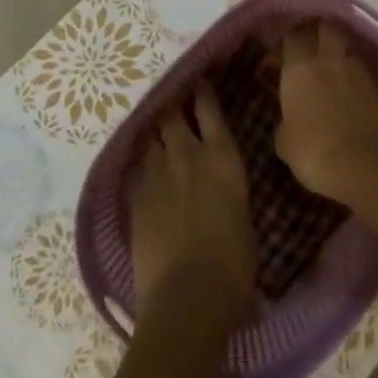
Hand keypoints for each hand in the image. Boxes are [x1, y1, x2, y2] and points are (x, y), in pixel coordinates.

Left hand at [128, 85, 255, 321]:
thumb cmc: (234, 260)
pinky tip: (145, 174)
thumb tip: (220, 188)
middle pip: (171, 115)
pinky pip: (138, 170)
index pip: (208, 108)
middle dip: (171, 109)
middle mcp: (187, 154)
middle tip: (173, 108)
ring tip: (157, 138)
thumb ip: (226, 188)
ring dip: (156, 137)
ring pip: (151, 140)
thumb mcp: (241, 213)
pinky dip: (143, 167)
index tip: (198, 83)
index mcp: (222, 155)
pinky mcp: (135, 198)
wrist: (189, 294)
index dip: (202, 92)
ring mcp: (157, 174)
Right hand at [275, 21, 377, 202]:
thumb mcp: (285, 142)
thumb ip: (285, 121)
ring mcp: (359, 72)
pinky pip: (364, 74)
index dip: (286, 41)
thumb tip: (289, 120)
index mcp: (300, 67)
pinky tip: (351, 95)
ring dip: (339, 55)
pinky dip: (356, 78)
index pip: (293, 35)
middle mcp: (330, 60)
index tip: (279, 57)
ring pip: (348, 48)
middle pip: (325, 27)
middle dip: (317, 32)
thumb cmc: (315, 151)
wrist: (368, 165)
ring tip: (332, 72)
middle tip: (309, 48)